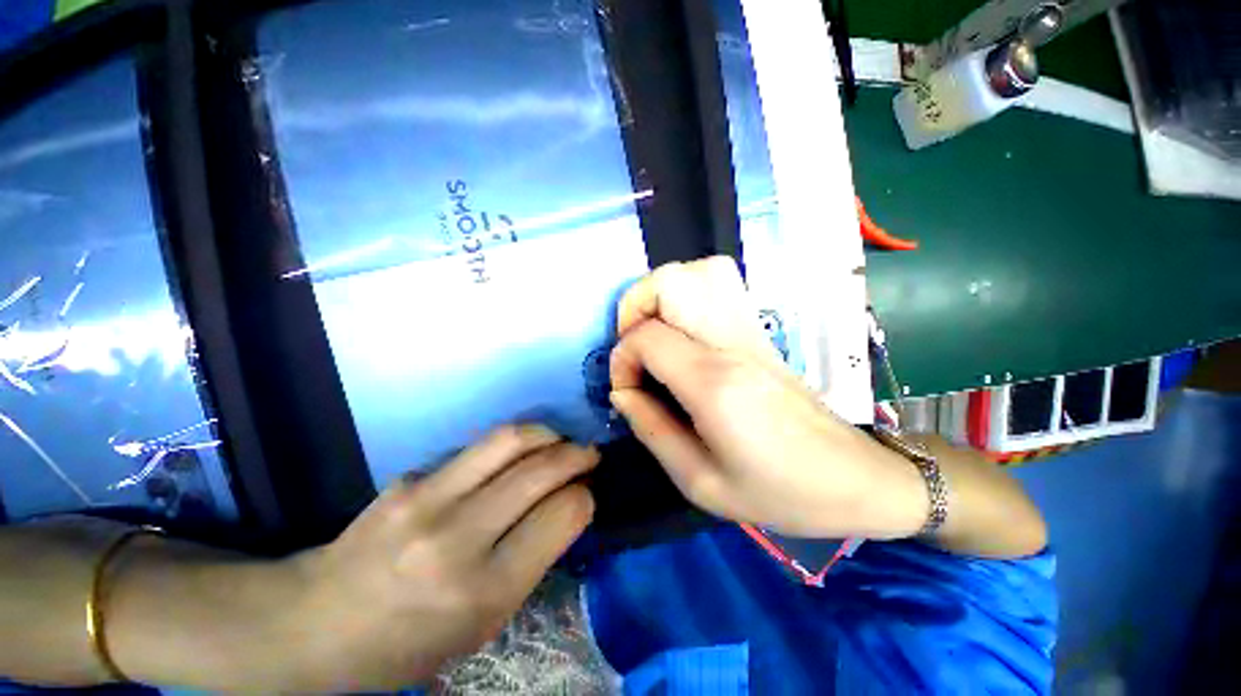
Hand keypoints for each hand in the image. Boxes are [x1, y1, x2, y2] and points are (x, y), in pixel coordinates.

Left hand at [286, 426, 596, 690]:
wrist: (321, 623)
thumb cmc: (413, 641)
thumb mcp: (486, 622)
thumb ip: (534, 559)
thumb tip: (569, 503)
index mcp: (485, 592)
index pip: (563, 514)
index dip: (585, 497)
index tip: (588, 493)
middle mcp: (458, 538)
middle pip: (543, 469)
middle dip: (578, 455)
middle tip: (589, 455)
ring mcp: (428, 499)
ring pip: (512, 438)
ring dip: (549, 434)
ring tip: (559, 442)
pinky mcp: (411, 476)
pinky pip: (478, 447)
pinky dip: (510, 448)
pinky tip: (511, 459)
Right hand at [610, 257, 926, 538]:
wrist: (851, 478)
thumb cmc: (777, 491)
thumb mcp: (700, 481)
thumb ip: (650, 429)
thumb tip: (621, 392)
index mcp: (715, 383)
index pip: (647, 337)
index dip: (622, 358)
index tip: (625, 388)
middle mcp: (732, 342)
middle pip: (670, 282)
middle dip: (634, 306)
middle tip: (632, 346)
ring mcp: (751, 330)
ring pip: (699, 271)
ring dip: (662, 293)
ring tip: (654, 331)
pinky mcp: (760, 331)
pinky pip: (720, 283)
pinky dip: (689, 292)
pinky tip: (683, 328)